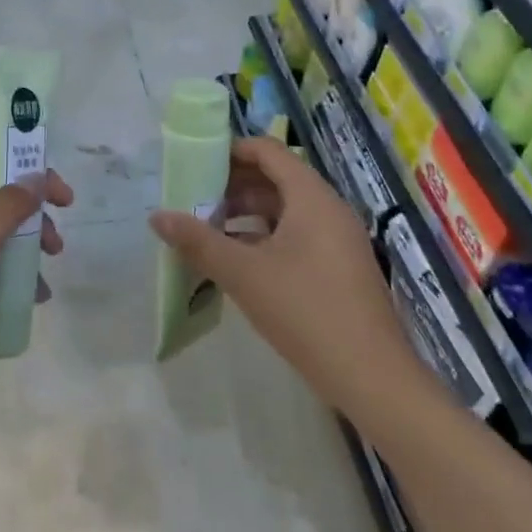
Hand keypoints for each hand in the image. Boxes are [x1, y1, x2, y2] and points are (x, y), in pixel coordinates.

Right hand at [149, 135, 421, 415]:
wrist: (374, 380)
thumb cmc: (307, 312)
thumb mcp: (244, 274)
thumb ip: (198, 242)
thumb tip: (156, 216)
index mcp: (311, 196)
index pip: (268, 151)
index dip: (231, 151)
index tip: (197, 163)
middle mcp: (328, 208)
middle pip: (276, 178)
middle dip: (233, 186)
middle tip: (195, 199)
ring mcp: (338, 239)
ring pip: (286, 209)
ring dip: (247, 213)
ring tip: (209, 230)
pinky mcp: (340, 267)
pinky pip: (298, 234)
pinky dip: (266, 236)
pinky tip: (239, 261)